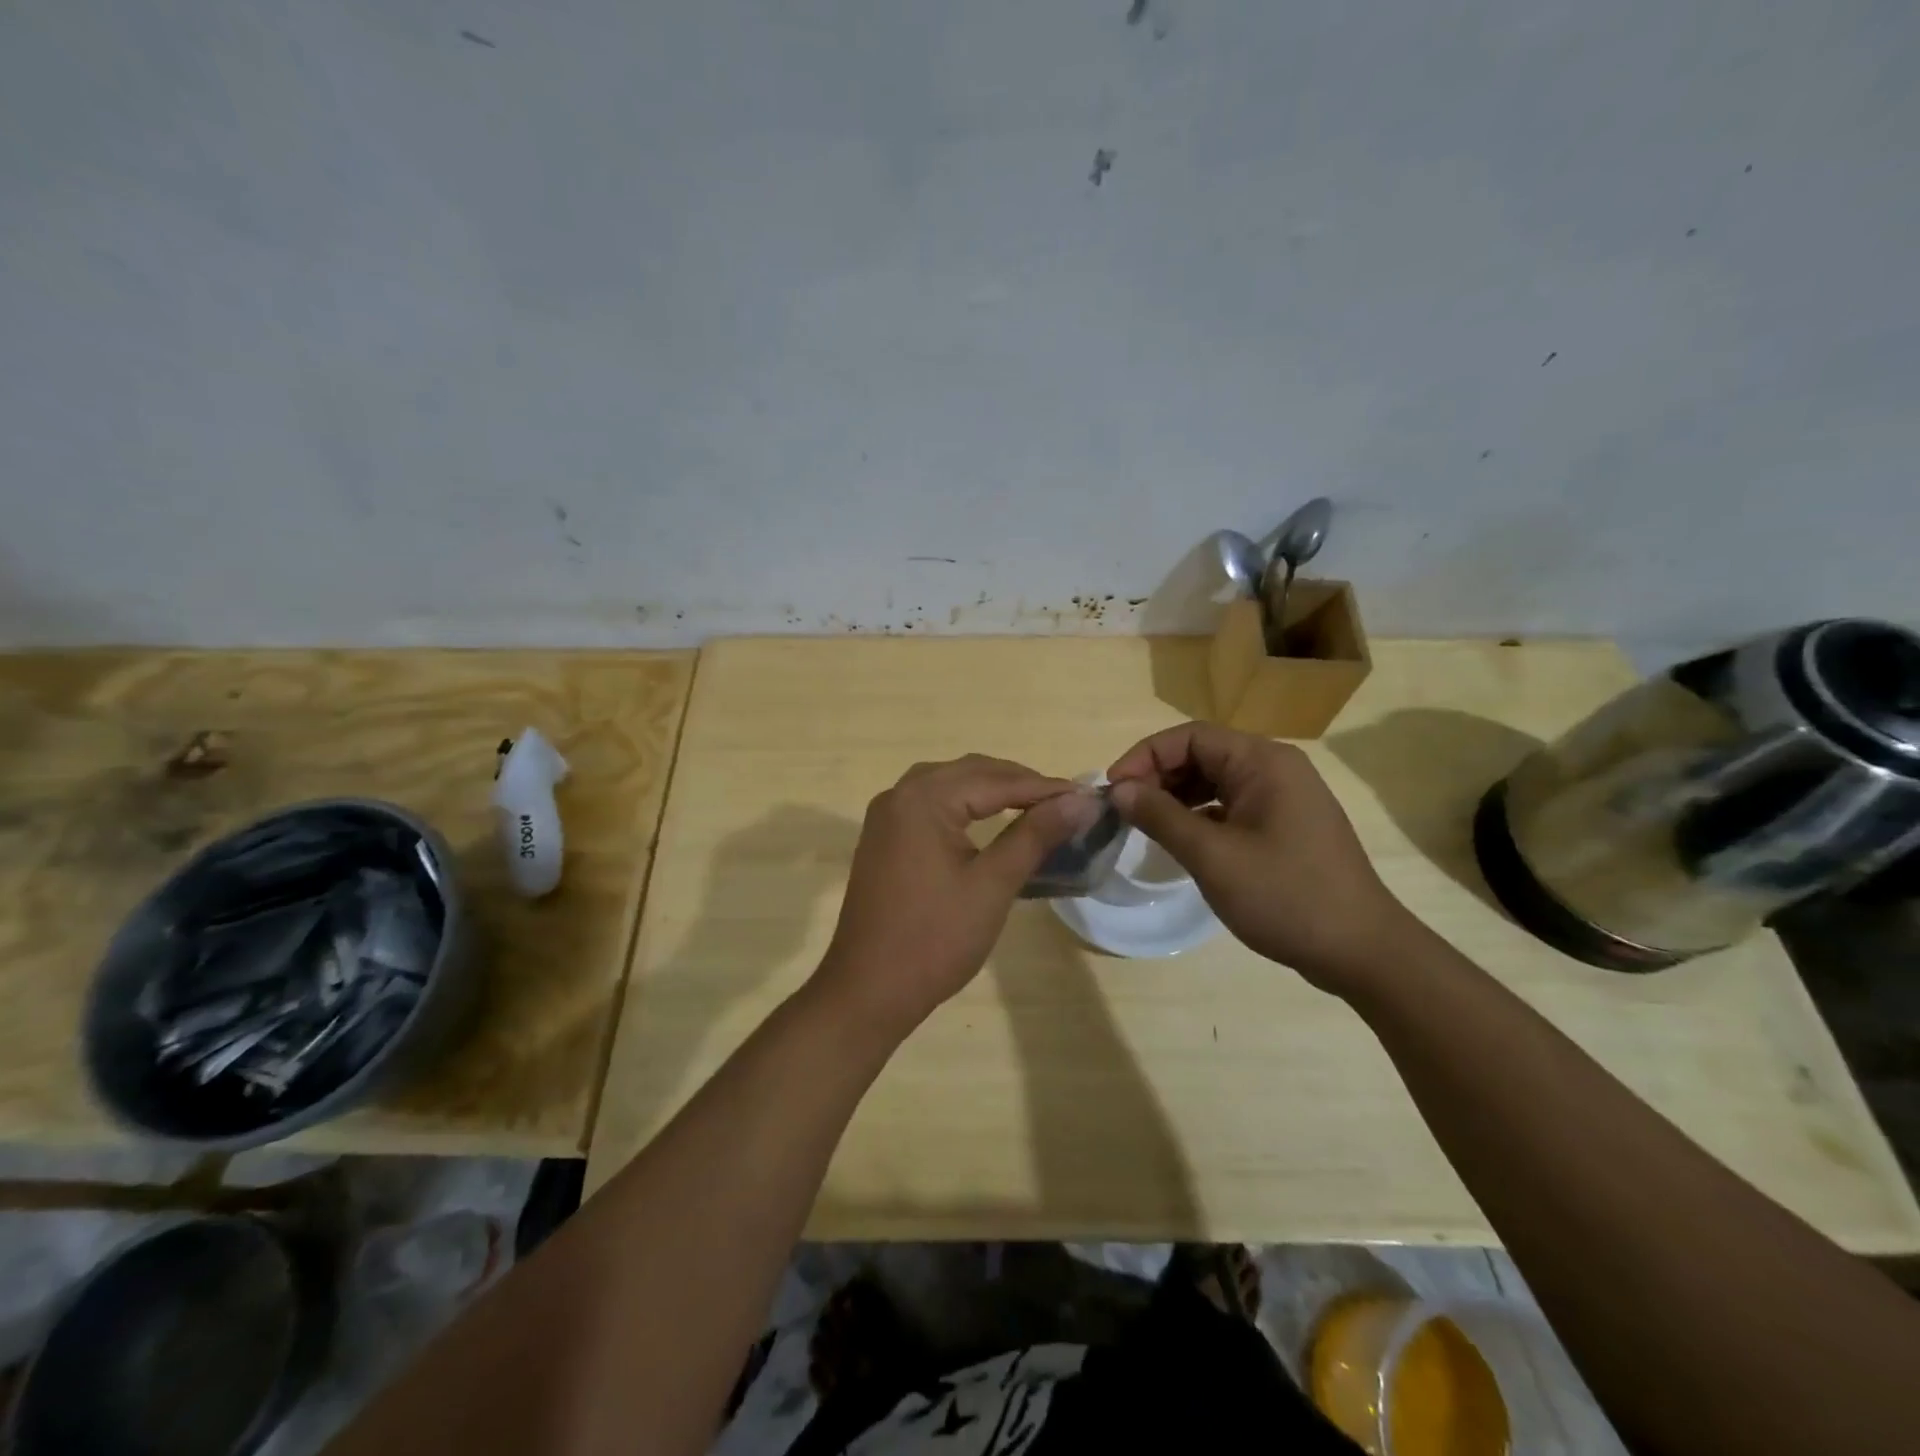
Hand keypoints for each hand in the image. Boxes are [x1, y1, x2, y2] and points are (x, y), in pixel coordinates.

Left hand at [817, 755, 1097, 1036]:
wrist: (868, 990)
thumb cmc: (935, 939)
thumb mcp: (993, 885)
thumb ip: (1035, 835)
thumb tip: (1080, 800)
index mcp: (923, 799)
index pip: (995, 780)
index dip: (1044, 787)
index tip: (1087, 796)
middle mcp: (899, 795)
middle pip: (970, 772)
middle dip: (1019, 783)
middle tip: (1065, 802)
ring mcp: (886, 816)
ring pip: (949, 784)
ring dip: (991, 790)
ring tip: (1034, 807)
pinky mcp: (883, 838)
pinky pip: (930, 804)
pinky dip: (965, 805)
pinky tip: (989, 821)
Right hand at [1106, 723, 1414, 992]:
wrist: (1362, 951)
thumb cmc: (1285, 896)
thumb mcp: (1213, 856)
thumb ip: (1161, 816)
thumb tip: (1118, 790)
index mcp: (1263, 762)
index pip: (1190, 736)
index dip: (1145, 756)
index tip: (1113, 790)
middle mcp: (1275, 768)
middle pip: (1203, 754)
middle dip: (1158, 776)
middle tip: (1124, 810)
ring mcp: (1284, 797)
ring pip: (1215, 780)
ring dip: (1176, 796)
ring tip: (1144, 824)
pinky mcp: (1285, 824)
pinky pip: (1231, 804)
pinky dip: (1200, 815)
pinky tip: (1180, 839)